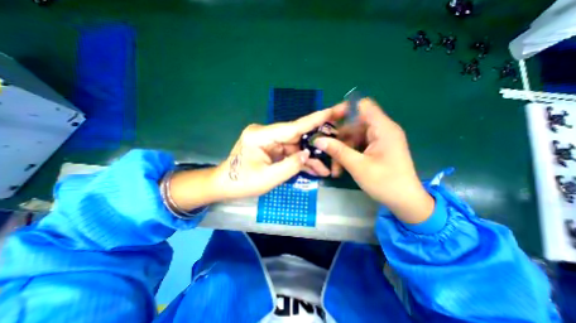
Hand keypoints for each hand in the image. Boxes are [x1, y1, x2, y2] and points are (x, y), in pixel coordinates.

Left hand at [211, 105, 345, 197]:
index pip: (292, 127)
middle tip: (338, 140)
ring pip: (295, 147)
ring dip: (309, 158)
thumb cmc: (242, 183)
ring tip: (325, 168)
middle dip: (316, 143)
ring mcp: (269, 141)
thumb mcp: (268, 178)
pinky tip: (313, 169)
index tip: (333, 111)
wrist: (225, 186)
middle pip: (297, 137)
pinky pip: (289, 153)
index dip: (314, 120)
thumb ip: (291, 166)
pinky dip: (300, 161)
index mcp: (260, 136)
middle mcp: (266, 134)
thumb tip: (308, 154)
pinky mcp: (271, 149)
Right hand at [314, 98, 431, 223]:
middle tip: (325, 150)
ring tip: (334, 168)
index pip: (362, 106)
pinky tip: (341, 169)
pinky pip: (357, 146)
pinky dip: (348, 155)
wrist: (405, 202)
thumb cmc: (385, 183)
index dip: (344, 110)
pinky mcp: (376, 149)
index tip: (328, 122)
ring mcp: (378, 140)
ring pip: (353, 138)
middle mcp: (381, 130)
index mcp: (382, 128)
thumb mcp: (358, 166)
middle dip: (338, 138)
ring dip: (341, 150)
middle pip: (354, 124)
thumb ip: (337, 151)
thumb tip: (317, 140)